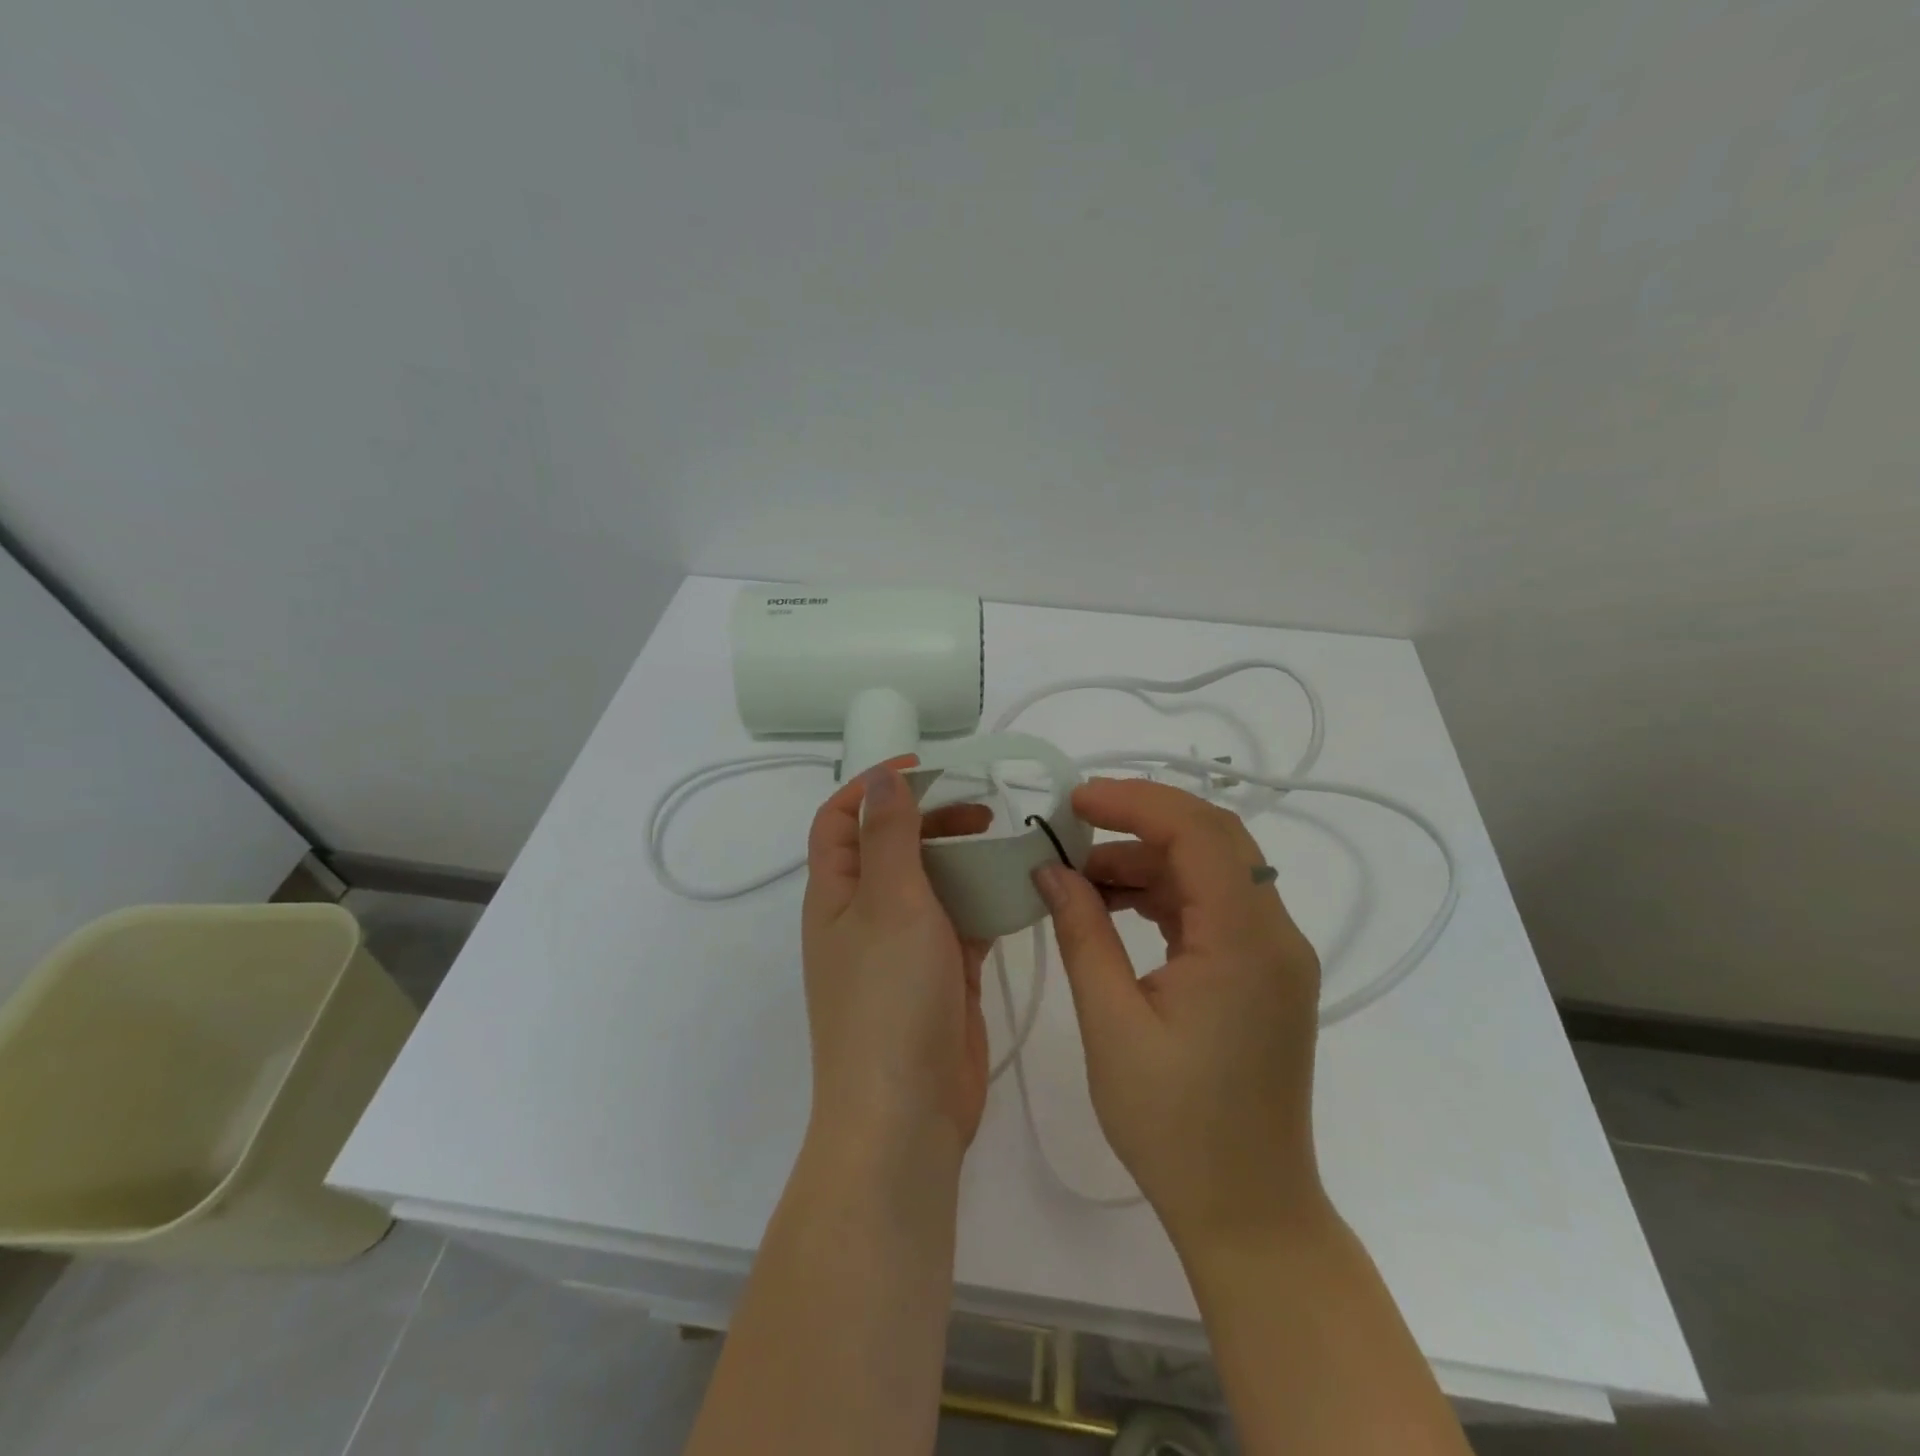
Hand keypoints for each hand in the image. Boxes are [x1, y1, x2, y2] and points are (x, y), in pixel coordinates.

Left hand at [802, 759, 994, 1154]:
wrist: (907, 1114)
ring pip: (931, 884)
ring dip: (963, 859)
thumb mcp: (888, 902)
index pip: (840, 819)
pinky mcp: (940, 975)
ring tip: (1007, 842)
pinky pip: (961, 922)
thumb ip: (889, 836)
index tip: (928, 769)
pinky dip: (984, 901)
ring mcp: (903, 948)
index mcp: (836, 894)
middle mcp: (864, 915)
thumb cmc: (889, 997)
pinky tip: (1019, 888)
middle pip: (892, 847)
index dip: (875, 786)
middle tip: (983, 808)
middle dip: (931, 819)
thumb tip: (882, 778)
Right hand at [1033, 778, 1328, 1254]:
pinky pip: (1216, 907)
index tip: (1074, 801)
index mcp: (1247, 943)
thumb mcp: (1112, 1025)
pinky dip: (1166, 892)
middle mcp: (1276, 935)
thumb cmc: (1175, 1127)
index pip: (1199, 833)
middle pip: (1214, 839)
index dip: (1135, 802)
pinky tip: (1117, 904)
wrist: (1248, 1211)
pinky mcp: (1264, 973)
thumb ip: (1082, 934)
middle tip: (1075, 822)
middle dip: (1142, 819)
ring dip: (1150, 858)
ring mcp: (1276, 954)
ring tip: (1082, 874)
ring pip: (1214, 869)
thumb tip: (1050, 870)